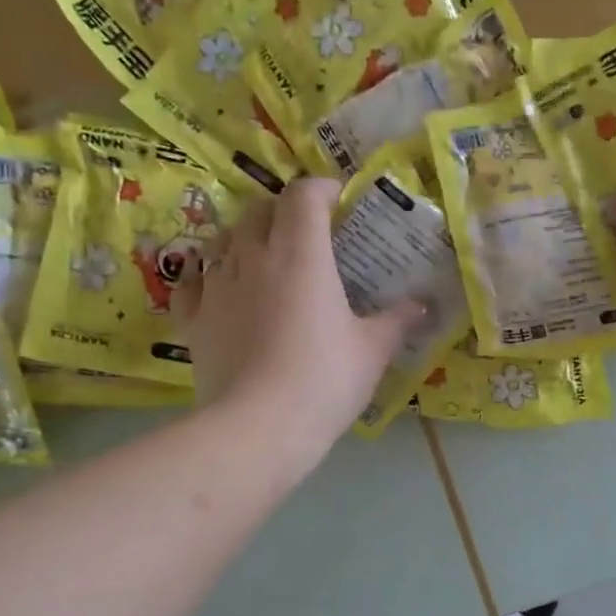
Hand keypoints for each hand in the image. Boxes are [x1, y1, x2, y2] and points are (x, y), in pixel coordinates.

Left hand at [175, 179, 421, 463]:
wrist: (258, 427)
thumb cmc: (324, 380)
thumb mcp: (373, 350)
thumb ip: (397, 321)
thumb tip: (423, 305)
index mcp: (301, 254)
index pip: (303, 195)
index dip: (322, 188)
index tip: (339, 200)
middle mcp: (253, 257)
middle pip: (260, 209)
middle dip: (283, 210)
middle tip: (307, 232)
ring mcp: (217, 286)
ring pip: (224, 238)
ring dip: (245, 237)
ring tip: (264, 256)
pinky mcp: (193, 318)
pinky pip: (194, 280)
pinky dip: (209, 274)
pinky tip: (220, 288)